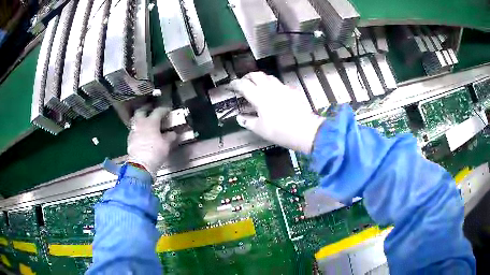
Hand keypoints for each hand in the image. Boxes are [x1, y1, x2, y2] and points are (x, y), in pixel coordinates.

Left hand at [127, 107, 176, 174]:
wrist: (140, 165)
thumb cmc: (154, 153)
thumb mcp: (166, 145)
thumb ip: (169, 137)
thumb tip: (172, 134)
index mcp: (151, 122)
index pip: (158, 111)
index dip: (164, 109)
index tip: (167, 110)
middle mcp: (140, 124)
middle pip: (141, 111)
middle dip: (146, 109)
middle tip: (151, 110)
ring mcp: (133, 131)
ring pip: (135, 120)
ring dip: (140, 119)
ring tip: (145, 122)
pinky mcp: (129, 139)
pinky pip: (133, 130)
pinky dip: (137, 130)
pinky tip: (141, 134)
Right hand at [229, 72, 324, 153]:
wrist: (305, 131)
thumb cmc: (280, 131)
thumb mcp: (260, 129)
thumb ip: (247, 121)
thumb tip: (239, 118)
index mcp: (259, 97)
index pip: (244, 85)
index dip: (235, 83)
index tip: (231, 85)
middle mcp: (270, 88)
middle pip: (256, 75)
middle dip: (248, 76)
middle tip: (244, 82)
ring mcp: (283, 88)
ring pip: (269, 77)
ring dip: (261, 78)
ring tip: (258, 85)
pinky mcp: (293, 91)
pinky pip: (280, 84)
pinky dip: (273, 85)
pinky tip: (274, 93)